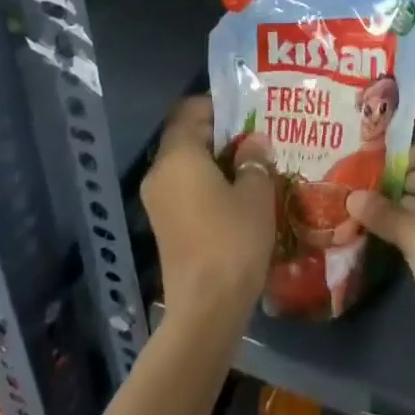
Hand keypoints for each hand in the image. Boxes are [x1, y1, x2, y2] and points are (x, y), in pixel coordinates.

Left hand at [141, 96, 275, 331]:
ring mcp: (157, 200)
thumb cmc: (232, 240)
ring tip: (252, 165)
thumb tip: (253, 142)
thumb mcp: (256, 193)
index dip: (220, 106)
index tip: (249, 112)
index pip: (190, 110)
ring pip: (186, 163)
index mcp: (178, 155)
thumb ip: (254, 160)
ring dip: (215, 160)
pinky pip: (184, 187)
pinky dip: (206, 183)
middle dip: (221, 133)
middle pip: (187, 136)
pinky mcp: (163, 224)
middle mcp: (160, 172)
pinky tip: (237, 195)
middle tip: (256, 137)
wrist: (205, 309)